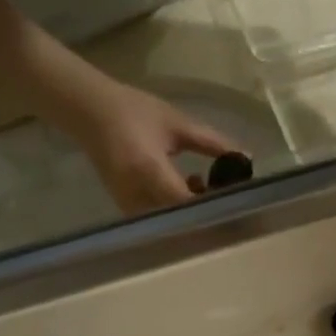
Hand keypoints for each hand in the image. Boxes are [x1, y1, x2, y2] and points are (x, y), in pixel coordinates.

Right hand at [69, 81, 236, 214]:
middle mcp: (136, 194)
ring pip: (171, 224)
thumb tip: (245, 157)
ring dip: (193, 213)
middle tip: (226, 195)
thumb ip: (212, 143)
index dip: (214, 204)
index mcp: (148, 169)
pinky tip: (186, 188)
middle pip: (181, 220)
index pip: (187, 201)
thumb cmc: (134, 111)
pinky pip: (160, 221)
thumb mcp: (177, 124)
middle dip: (207, 212)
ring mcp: (129, 205)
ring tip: (204, 185)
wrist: (90, 113)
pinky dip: (178, 211)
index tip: (236, 197)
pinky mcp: (126, 209)